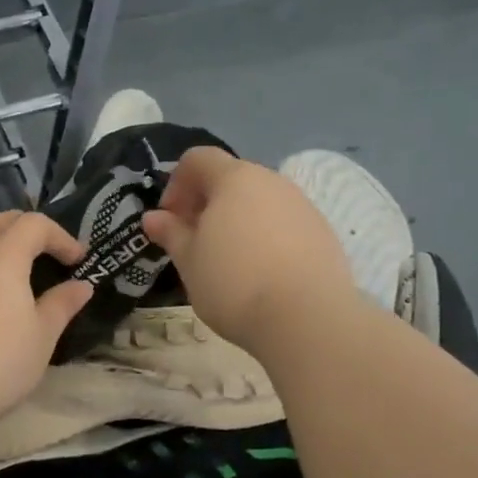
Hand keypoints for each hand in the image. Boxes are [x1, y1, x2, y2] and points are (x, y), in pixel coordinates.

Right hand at [142, 147, 357, 351]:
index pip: (197, 159)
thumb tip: (153, 217)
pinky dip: (266, 238)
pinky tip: (261, 274)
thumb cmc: (234, 283)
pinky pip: (284, 224)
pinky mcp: (323, 233)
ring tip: (228, 262)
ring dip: (237, 221)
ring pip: (259, 202)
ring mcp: (302, 205)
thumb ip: (171, 233)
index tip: (170, 221)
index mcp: (234, 179)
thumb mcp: (189, 261)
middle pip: (231, 179)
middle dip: (207, 204)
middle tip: (194, 243)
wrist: (307, 318)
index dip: (176, 184)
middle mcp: (271, 181)